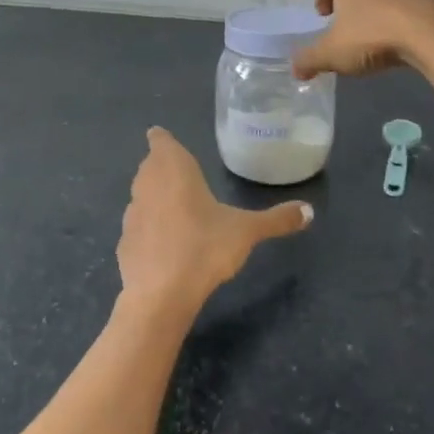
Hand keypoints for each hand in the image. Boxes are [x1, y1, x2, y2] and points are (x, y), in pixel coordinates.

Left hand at [117, 128, 310, 321]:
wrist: (160, 296)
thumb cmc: (204, 247)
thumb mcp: (246, 232)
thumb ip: (277, 219)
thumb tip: (309, 211)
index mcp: (174, 169)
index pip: (161, 141)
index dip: (162, 139)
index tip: (162, 138)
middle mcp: (147, 184)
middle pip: (150, 166)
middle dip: (162, 167)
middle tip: (181, 173)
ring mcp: (131, 214)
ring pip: (141, 194)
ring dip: (154, 196)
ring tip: (175, 206)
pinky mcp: (123, 243)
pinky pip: (137, 227)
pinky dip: (148, 229)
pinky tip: (164, 243)